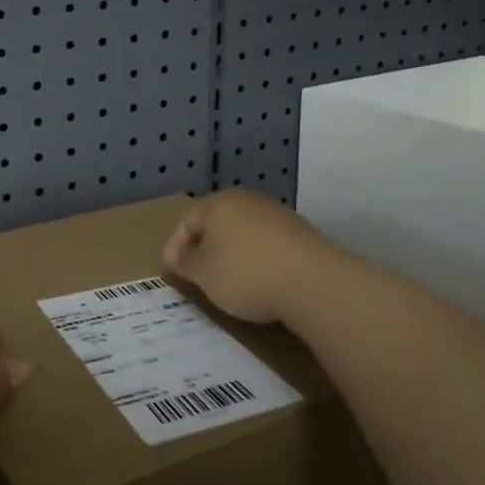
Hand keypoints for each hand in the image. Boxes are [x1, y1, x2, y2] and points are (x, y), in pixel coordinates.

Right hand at [161, 189, 334, 325]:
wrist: (314, 282)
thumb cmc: (245, 273)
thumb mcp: (203, 273)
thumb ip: (186, 263)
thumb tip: (180, 256)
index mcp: (217, 203)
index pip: (186, 222)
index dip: (174, 248)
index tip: (170, 273)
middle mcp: (247, 201)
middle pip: (216, 224)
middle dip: (204, 249)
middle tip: (196, 276)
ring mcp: (278, 215)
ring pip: (243, 234)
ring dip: (232, 255)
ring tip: (227, 283)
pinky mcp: (302, 235)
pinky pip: (267, 247)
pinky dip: (257, 262)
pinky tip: (259, 283)